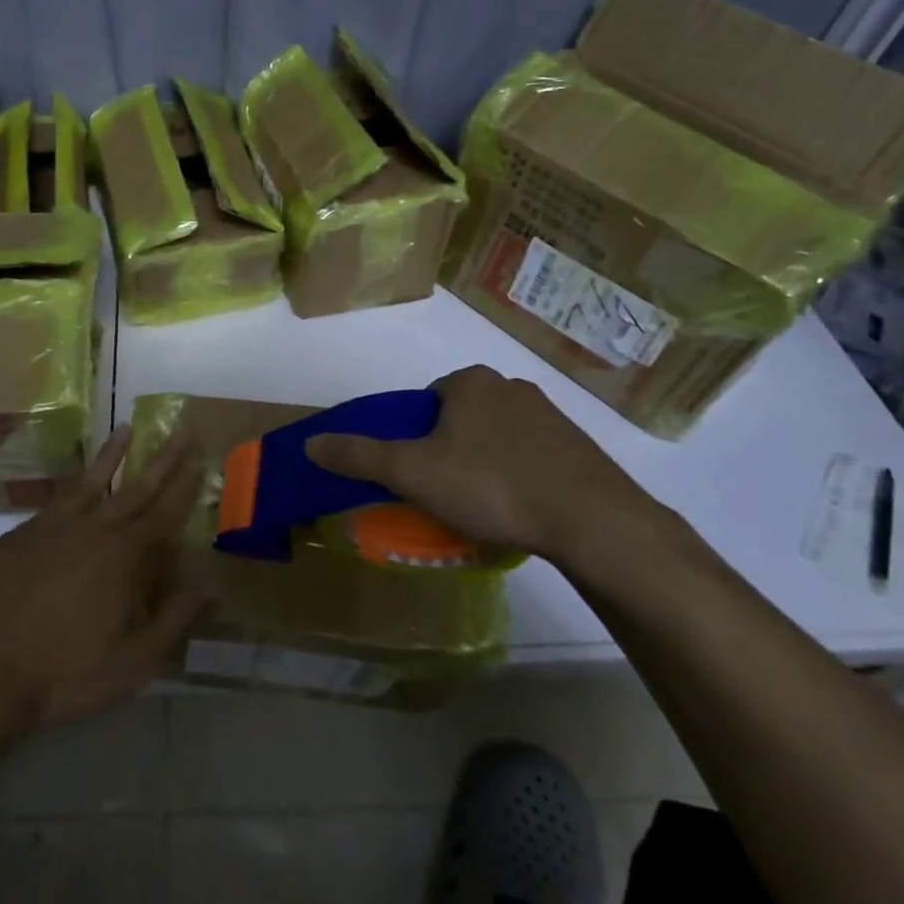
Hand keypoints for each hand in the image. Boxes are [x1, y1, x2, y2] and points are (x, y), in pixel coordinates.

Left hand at [0, 426, 206, 733]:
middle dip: (163, 457)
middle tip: (181, 428)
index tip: (201, 454)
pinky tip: (75, 488)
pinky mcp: (19, 535)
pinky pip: (53, 504)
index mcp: (125, 555)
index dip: (186, 483)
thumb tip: (212, 583)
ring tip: (125, 428)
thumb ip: (176, 618)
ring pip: (89, 482)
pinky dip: (71, 490)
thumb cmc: (68, 672)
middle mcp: (92, 528)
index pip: (166, 510)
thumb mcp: (135, 661)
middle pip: (135, 486)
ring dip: (111, 455)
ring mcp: (51, 527)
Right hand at [304, 366, 664, 564]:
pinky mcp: (579, 447)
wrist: (593, 521)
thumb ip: (360, 455)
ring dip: (485, 465)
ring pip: (497, 438)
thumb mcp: (413, 472)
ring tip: (486, 510)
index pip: (425, 402)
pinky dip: (520, 477)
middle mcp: (510, 386)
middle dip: (450, 451)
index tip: (418, 474)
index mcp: (470, 381)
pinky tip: (522, 511)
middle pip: (460, 419)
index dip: (415, 437)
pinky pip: (532, 457)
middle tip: (447, 496)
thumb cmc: (492, 485)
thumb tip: (311, 443)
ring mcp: (551, 415)